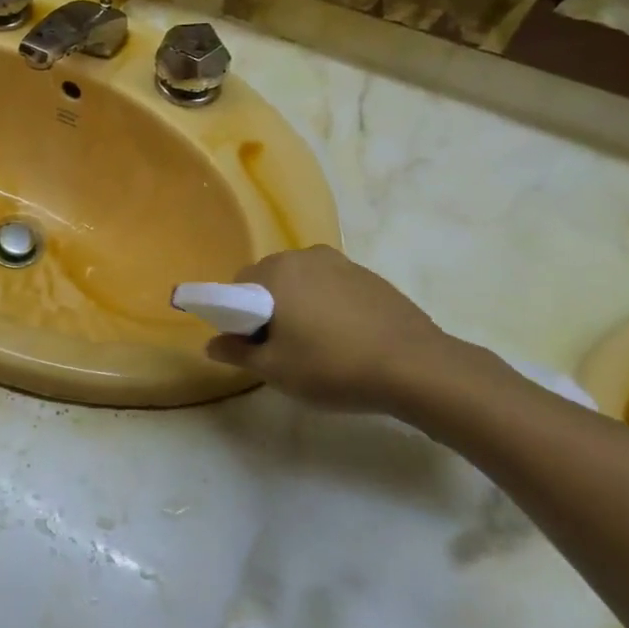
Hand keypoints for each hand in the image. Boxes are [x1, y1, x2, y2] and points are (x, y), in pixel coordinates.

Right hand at [204, 247, 460, 411]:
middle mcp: (304, 257)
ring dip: (300, 305)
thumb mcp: (275, 370)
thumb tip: (212, 344)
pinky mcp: (371, 277)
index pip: (237, 287)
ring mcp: (341, 264)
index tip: (253, 345)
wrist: (416, 368)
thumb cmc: (332, 367)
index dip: (238, 316)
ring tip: (317, 344)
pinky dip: (329, 306)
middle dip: (269, 307)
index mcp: (275, 273)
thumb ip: (237, 353)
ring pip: (303, 282)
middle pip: (271, 280)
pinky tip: (346, 338)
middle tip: (282, 347)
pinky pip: (333, 287)